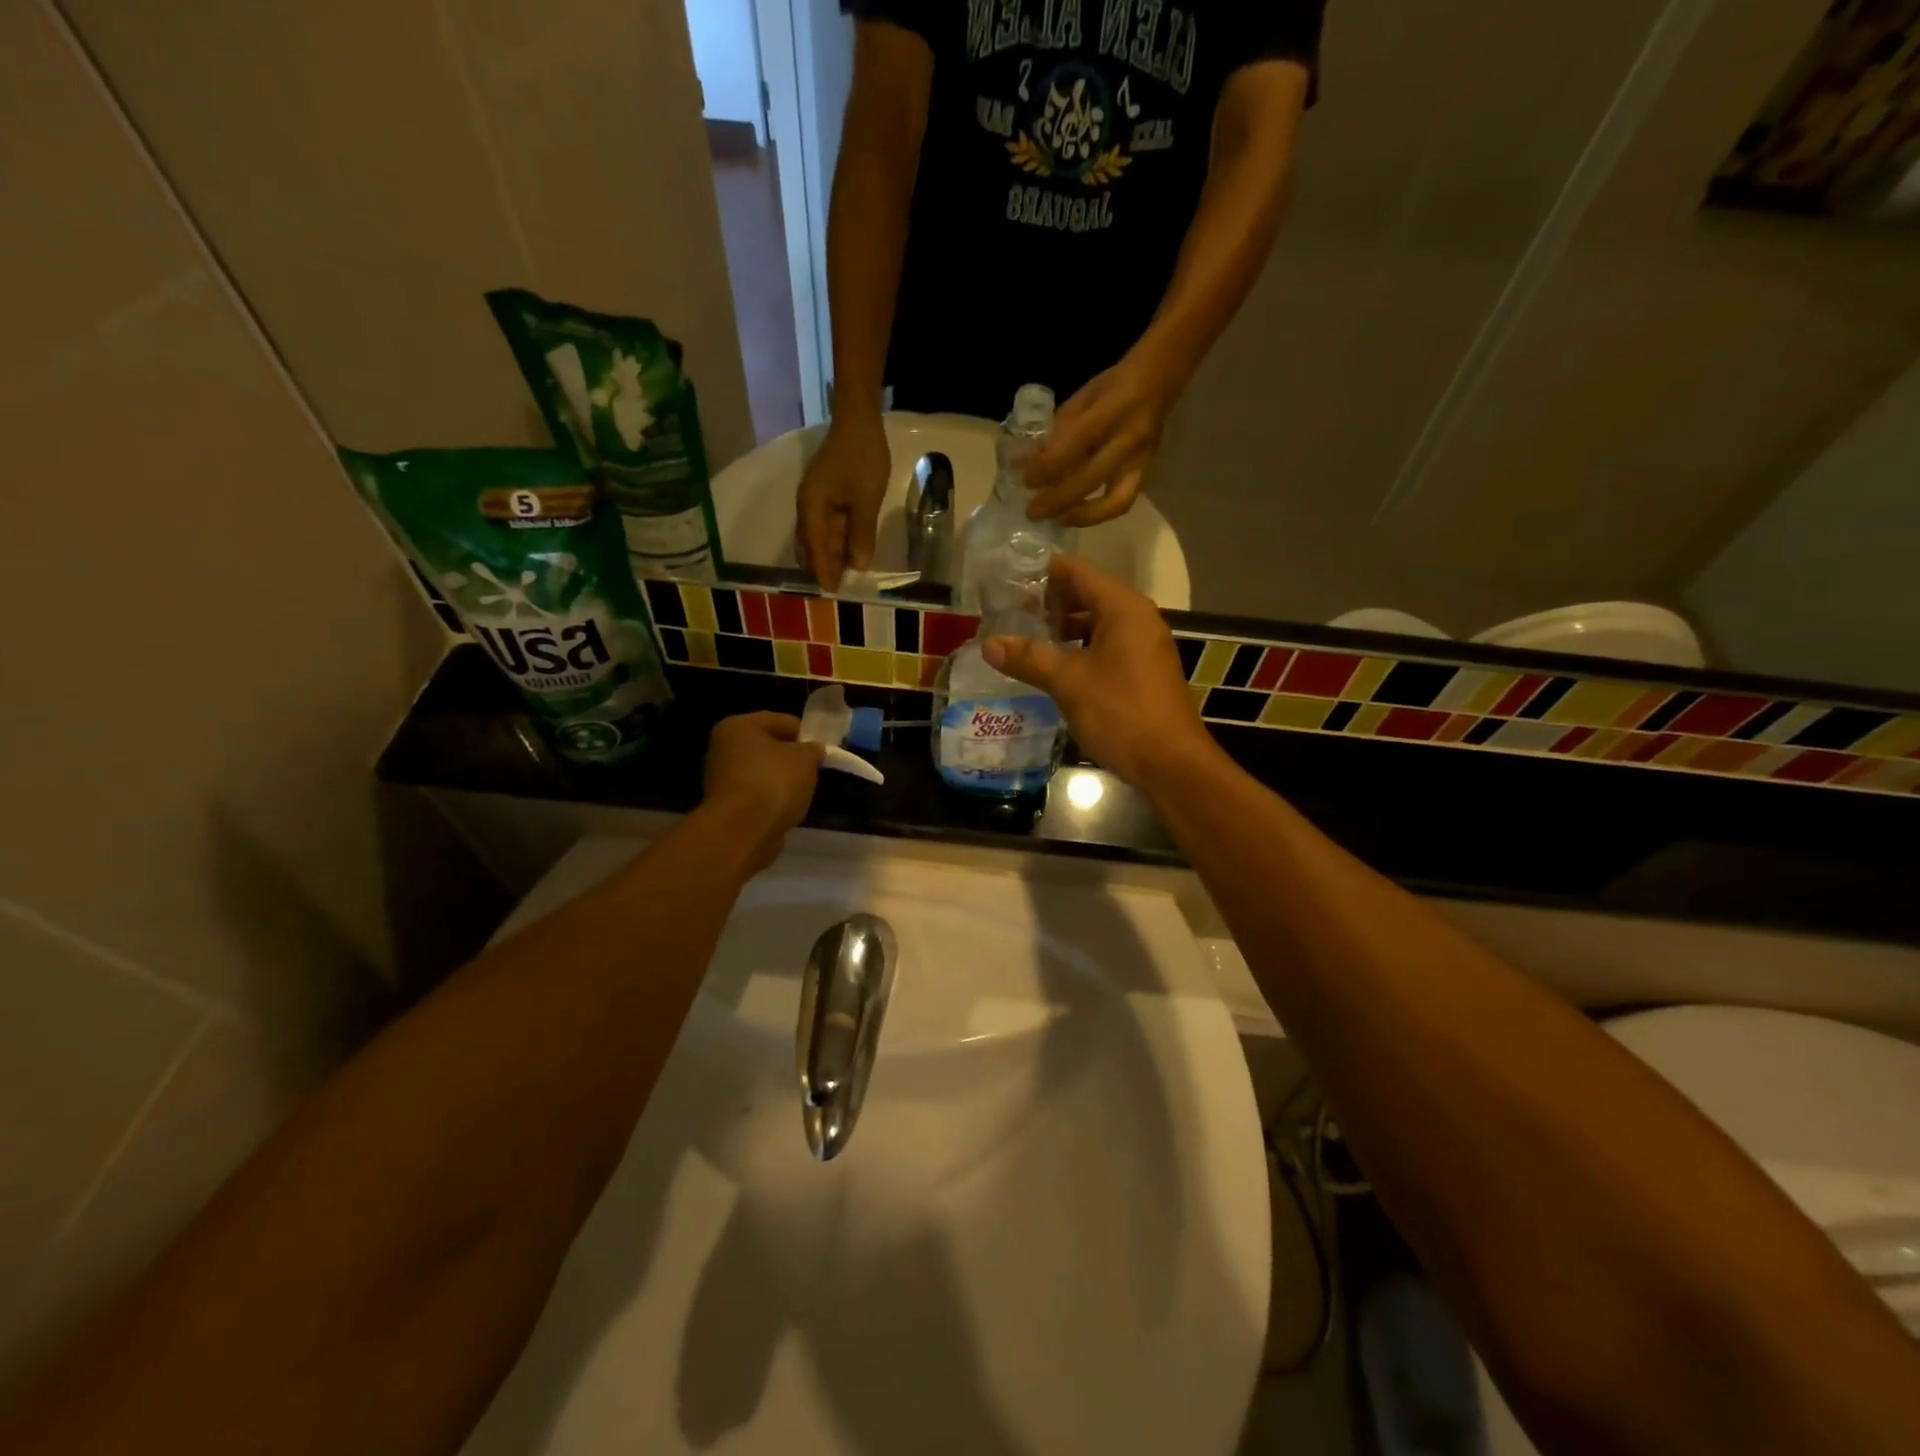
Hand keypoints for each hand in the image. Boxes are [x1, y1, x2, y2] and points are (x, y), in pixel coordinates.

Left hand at [699, 713, 825, 871]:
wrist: (743, 831)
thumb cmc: (774, 782)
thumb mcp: (805, 758)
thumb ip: (812, 749)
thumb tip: (813, 749)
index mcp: (738, 726)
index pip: (777, 719)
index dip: (803, 730)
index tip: (823, 745)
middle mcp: (723, 748)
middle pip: (767, 746)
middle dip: (792, 756)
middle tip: (815, 767)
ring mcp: (721, 779)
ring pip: (762, 772)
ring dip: (782, 779)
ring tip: (805, 790)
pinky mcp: (726, 805)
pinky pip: (757, 794)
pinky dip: (772, 798)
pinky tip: (788, 807)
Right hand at [795, 415, 891, 589]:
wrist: (859, 421)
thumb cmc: (862, 459)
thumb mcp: (866, 500)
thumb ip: (861, 534)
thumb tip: (858, 566)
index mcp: (812, 507)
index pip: (814, 547)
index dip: (823, 570)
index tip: (832, 592)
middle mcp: (808, 507)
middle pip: (810, 546)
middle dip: (822, 566)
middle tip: (840, 587)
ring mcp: (816, 501)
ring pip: (819, 537)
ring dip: (830, 555)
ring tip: (847, 575)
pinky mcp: (826, 496)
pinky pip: (827, 526)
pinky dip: (836, 541)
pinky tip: (851, 551)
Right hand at [982, 554, 1215, 788]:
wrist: (1171, 763)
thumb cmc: (1121, 712)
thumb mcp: (1069, 682)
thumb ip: (1029, 658)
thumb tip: (989, 644)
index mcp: (1123, 608)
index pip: (1078, 572)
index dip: (1043, 572)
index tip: (1008, 576)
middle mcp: (1137, 618)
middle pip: (1088, 595)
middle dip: (1050, 602)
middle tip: (1009, 610)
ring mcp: (1143, 646)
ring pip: (1096, 624)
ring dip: (1063, 628)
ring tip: (1025, 637)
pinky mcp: (1142, 671)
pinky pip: (1105, 646)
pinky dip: (1079, 649)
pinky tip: (1053, 666)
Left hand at [1023, 353, 1176, 526]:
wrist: (1158, 381)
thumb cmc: (1112, 386)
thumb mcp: (1081, 399)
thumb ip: (1056, 431)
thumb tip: (1024, 461)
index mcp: (1112, 410)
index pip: (1076, 443)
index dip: (1048, 466)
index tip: (1024, 479)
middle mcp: (1129, 439)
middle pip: (1091, 479)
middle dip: (1057, 499)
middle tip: (1031, 511)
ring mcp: (1140, 460)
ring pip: (1113, 501)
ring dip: (1079, 516)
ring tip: (1053, 520)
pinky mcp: (1146, 474)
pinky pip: (1121, 503)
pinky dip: (1096, 514)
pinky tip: (1073, 516)